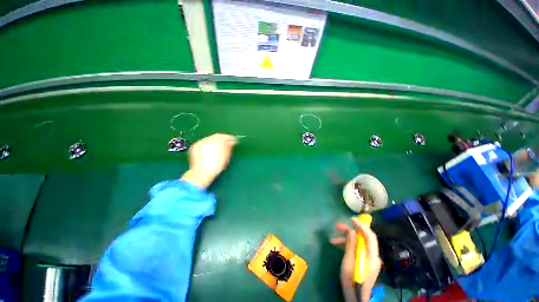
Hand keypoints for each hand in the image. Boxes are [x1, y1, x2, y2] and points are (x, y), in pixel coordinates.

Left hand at [181, 133, 236, 187]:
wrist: (201, 173)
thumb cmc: (216, 166)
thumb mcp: (226, 156)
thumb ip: (230, 147)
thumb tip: (232, 142)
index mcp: (217, 141)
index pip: (225, 136)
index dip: (231, 138)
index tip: (234, 141)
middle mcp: (208, 139)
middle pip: (217, 136)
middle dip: (222, 139)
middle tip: (227, 144)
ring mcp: (200, 142)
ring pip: (210, 139)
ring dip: (215, 142)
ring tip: (218, 149)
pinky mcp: (194, 146)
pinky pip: (203, 143)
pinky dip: (207, 145)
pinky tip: (209, 152)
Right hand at [330, 218, 381, 301]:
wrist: (356, 298)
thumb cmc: (352, 280)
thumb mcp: (348, 261)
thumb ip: (351, 245)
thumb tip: (351, 231)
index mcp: (371, 256)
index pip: (370, 236)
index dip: (362, 226)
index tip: (351, 219)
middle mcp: (373, 256)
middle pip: (363, 239)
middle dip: (350, 231)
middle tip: (337, 226)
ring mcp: (370, 260)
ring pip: (359, 244)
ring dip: (346, 240)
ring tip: (333, 240)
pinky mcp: (366, 262)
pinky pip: (358, 250)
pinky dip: (348, 247)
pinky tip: (338, 247)